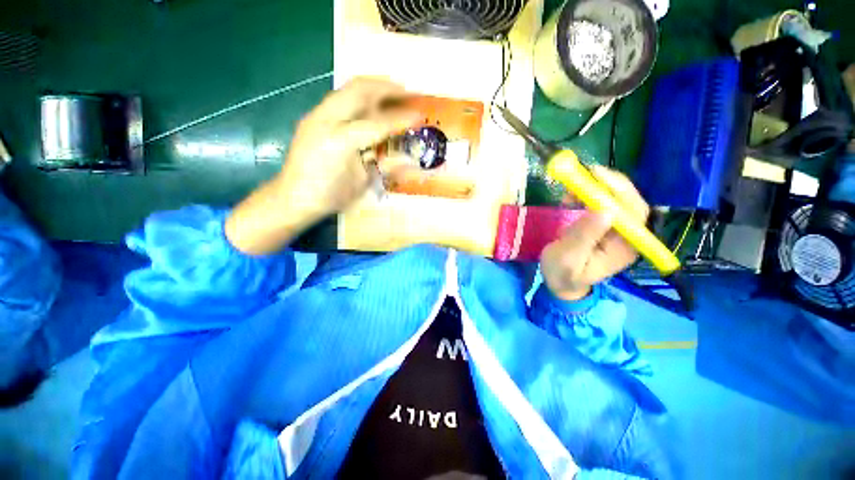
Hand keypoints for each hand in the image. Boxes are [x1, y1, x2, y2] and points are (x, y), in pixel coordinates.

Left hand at [226, 78, 419, 254]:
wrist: (293, 198)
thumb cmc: (331, 196)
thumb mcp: (362, 185)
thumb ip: (385, 167)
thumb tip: (410, 160)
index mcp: (341, 142)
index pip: (378, 124)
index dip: (401, 119)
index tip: (420, 116)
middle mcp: (327, 121)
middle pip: (360, 91)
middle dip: (387, 88)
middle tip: (407, 90)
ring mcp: (316, 116)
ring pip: (348, 89)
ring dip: (373, 87)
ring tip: (393, 90)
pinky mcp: (313, 118)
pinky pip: (340, 98)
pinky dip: (359, 95)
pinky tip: (371, 103)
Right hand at [540, 166, 649, 300]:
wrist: (560, 282)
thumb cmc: (563, 274)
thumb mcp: (568, 258)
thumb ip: (584, 237)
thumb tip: (603, 210)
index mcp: (625, 247)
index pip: (633, 213)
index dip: (619, 191)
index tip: (596, 176)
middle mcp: (627, 236)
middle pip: (629, 202)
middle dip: (609, 184)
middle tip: (585, 173)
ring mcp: (616, 229)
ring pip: (616, 200)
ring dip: (596, 188)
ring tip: (571, 189)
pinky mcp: (603, 225)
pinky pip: (602, 203)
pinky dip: (587, 194)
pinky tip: (572, 197)